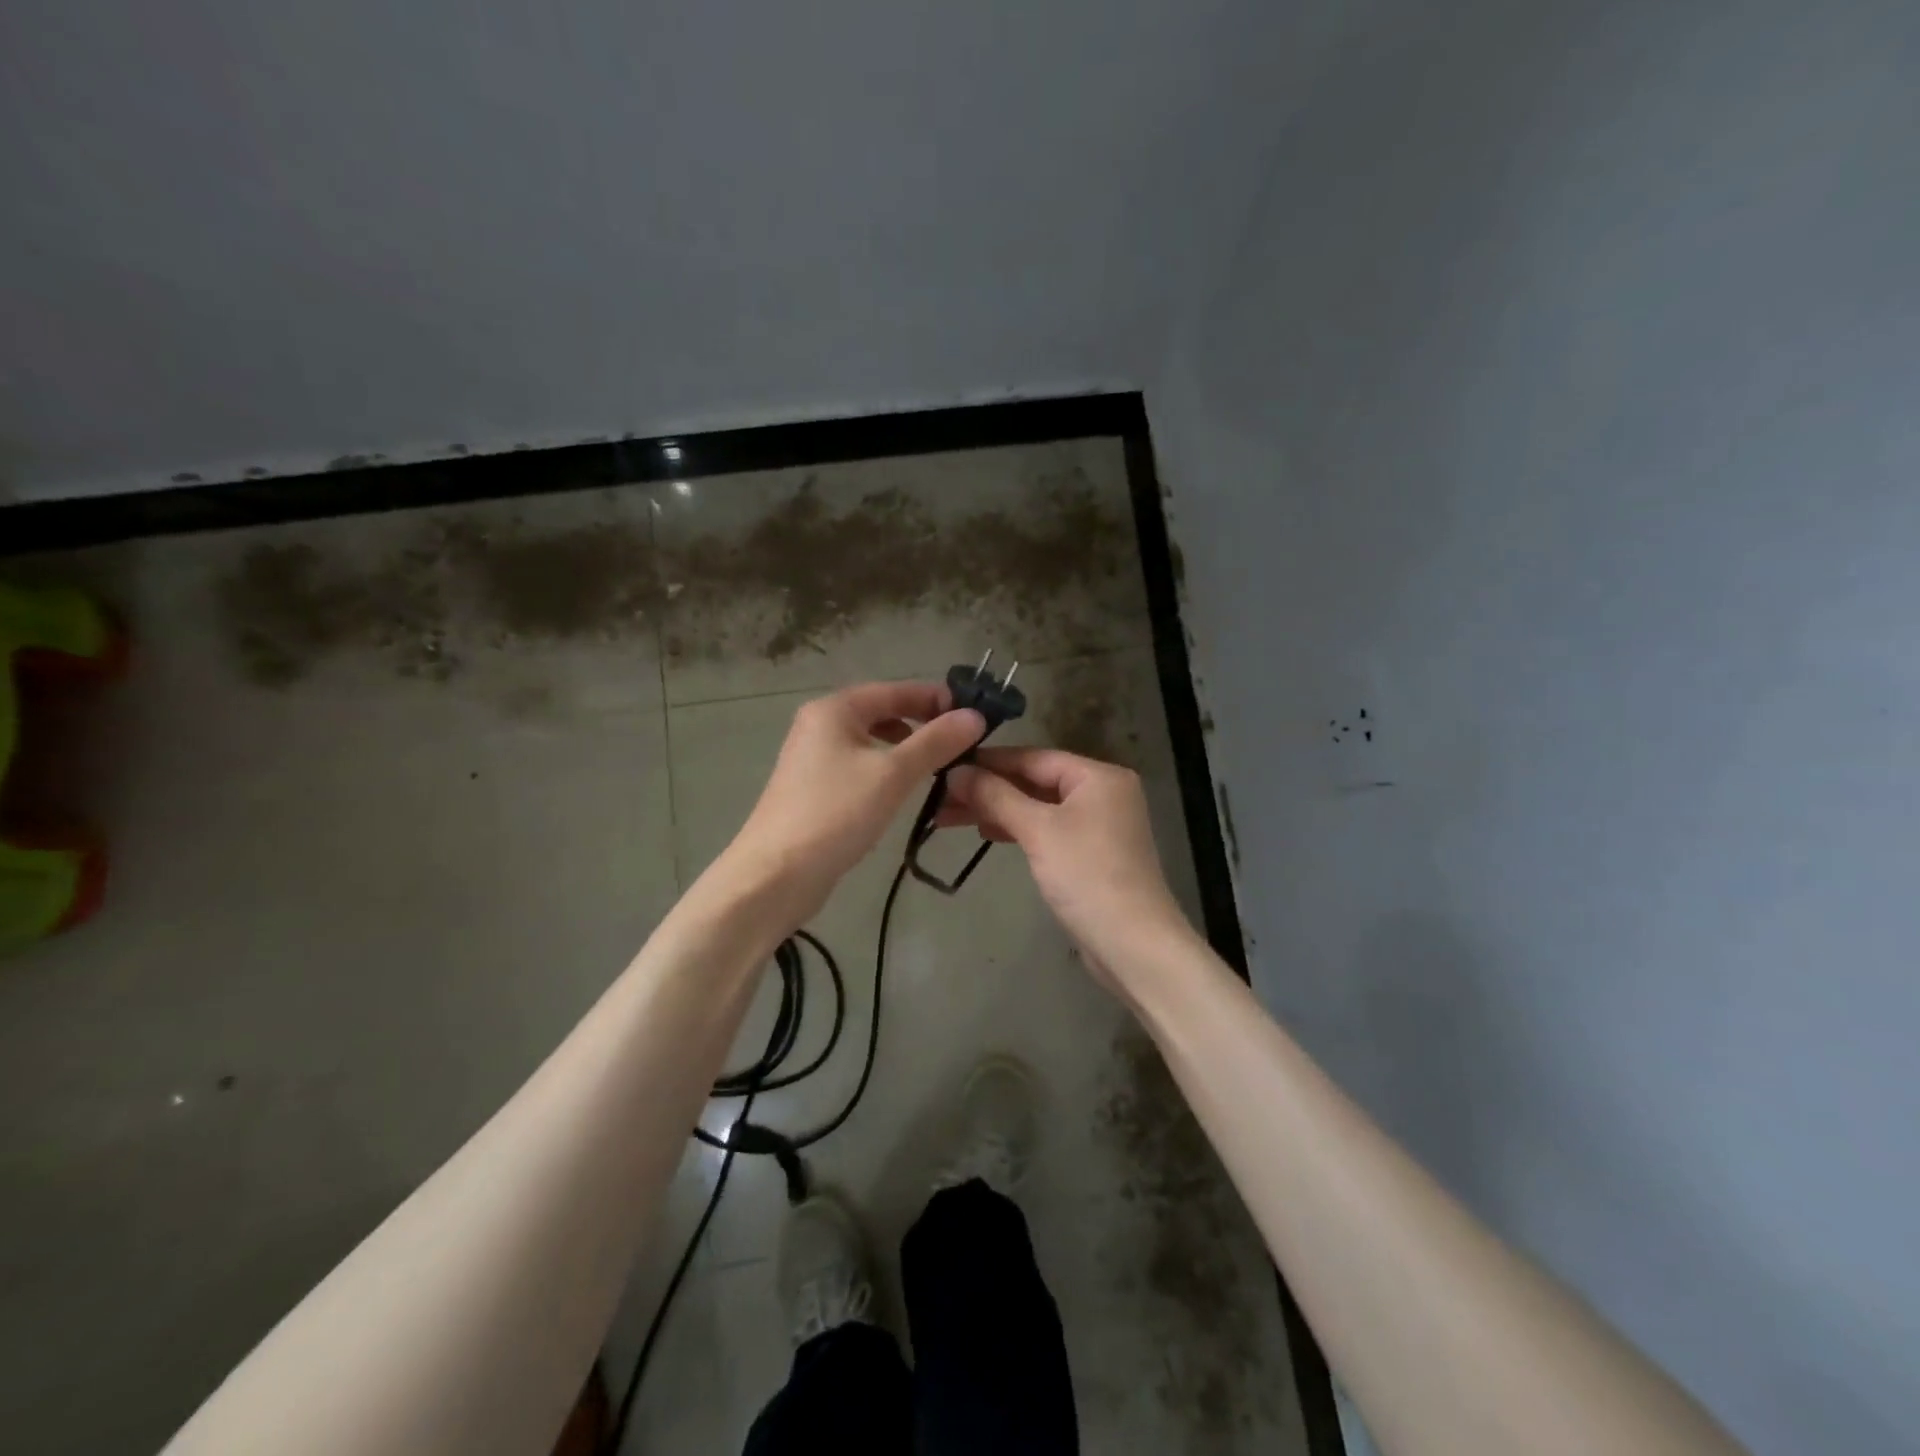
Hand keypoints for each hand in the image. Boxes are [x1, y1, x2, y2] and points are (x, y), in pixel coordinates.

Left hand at [724, 681, 984, 921]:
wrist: (775, 875)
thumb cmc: (836, 814)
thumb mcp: (893, 774)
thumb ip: (936, 742)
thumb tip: (975, 716)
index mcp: (834, 709)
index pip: (894, 690)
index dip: (935, 698)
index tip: (973, 714)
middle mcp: (819, 724)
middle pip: (881, 711)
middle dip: (921, 722)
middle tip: (961, 742)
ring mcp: (813, 757)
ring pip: (870, 740)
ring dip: (905, 747)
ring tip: (938, 765)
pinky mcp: (813, 788)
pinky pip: (859, 765)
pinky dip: (885, 768)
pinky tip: (902, 790)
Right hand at [941, 748, 1191, 975]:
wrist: (1133, 944)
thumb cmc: (1087, 876)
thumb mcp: (1038, 830)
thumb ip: (996, 796)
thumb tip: (955, 772)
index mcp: (1098, 776)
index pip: (1033, 757)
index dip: (988, 761)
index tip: (946, 765)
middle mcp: (1103, 793)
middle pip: (1035, 781)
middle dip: (989, 789)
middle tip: (941, 798)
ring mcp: (1099, 825)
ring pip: (1039, 807)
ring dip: (998, 810)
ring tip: (951, 817)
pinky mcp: (1092, 854)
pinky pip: (1048, 829)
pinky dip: (1019, 829)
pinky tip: (988, 833)